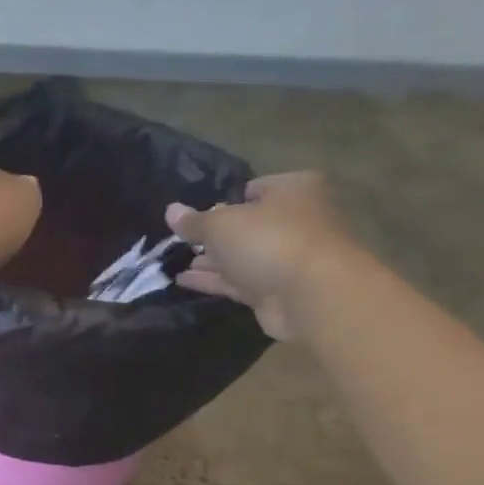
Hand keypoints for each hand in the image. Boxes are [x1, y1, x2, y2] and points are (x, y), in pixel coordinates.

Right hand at [166, 172, 360, 340]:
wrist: (312, 295)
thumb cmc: (269, 241)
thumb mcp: (220, 224)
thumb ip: (194, 221)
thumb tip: (171, 210)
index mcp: (293, 190)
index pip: (253, 189)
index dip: (223, 200)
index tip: (195, 213)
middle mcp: (295, 220)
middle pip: (248, 224)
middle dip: (215, 234)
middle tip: (182, 240)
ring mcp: (288, 257)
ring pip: (242, 255)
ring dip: (211, 260)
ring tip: (174, 262)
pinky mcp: (278, 290)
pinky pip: (239, 281)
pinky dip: (214, 280)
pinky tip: (183, 281)